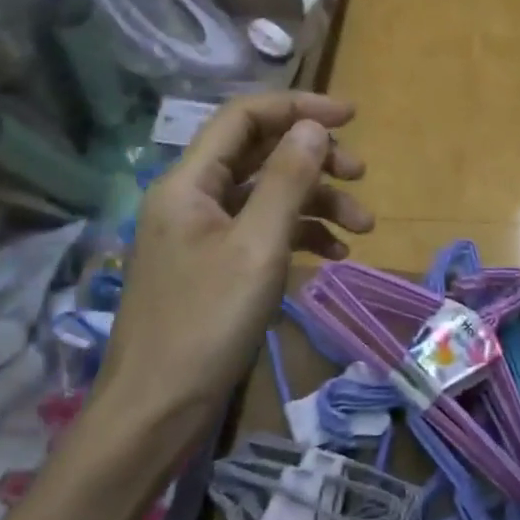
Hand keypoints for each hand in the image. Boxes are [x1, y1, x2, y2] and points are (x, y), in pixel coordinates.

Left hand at [99, 92, 371, 423]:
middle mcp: (192, 199)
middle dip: (314, 160)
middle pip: (259, 154)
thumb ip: (286, 180)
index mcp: (189, 183)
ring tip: (363, 228)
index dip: (297, 107)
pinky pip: (262, 232)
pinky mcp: (214, 267)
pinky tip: (332, 255)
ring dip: (316, 202)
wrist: (157, 412)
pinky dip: (300, 235)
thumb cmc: (206, 324)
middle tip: (360, 176)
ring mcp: (202, 235)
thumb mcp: (257, 247)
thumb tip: (313, 127)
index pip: (243, 118)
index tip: (351, 117)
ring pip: (267, 196)